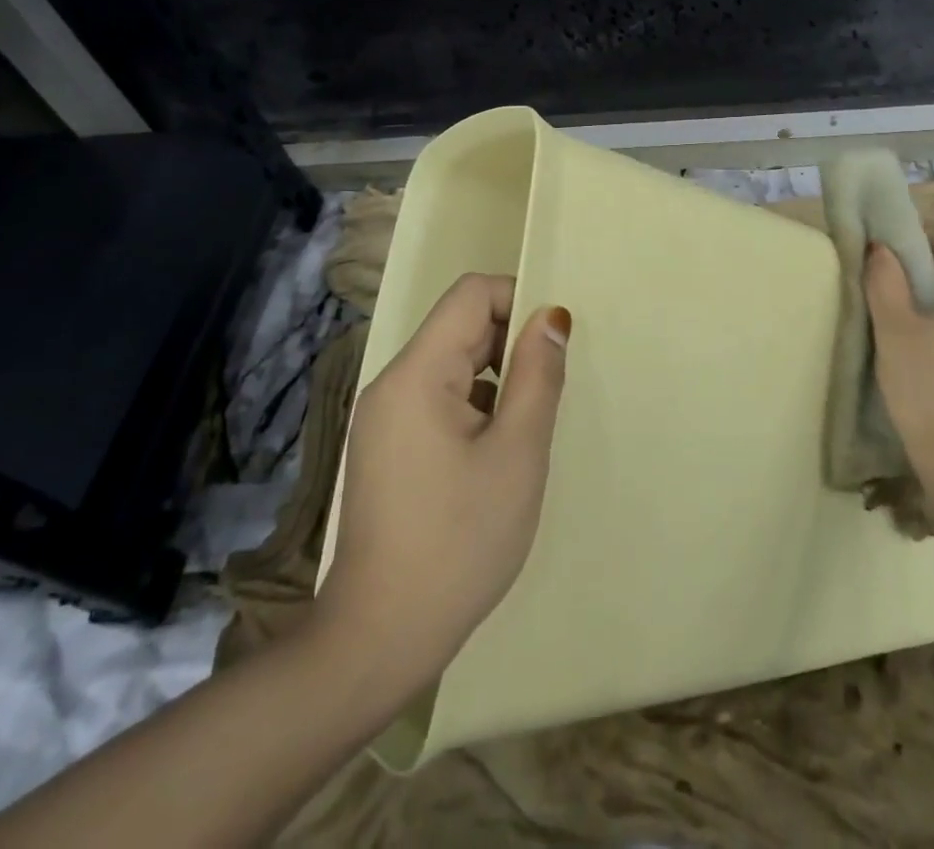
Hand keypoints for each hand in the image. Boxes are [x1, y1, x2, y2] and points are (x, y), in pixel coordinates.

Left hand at [321, 274, 568, 676]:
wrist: (381, 639)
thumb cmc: (460, 541)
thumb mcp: (517, 453)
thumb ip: (537, 374)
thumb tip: (552, 315)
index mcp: (417, 374)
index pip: (471, 295)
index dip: (518, 299)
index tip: (553, 343)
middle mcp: (392, 383)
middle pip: (460, 327)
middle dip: (511, 344)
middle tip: (548, 392)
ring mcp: (384, 417)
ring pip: (452, 364)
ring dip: (496, 378)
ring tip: (525, 429)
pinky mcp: (386, 447)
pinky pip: (438, 398)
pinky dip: (475, 406)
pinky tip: (495, 455)